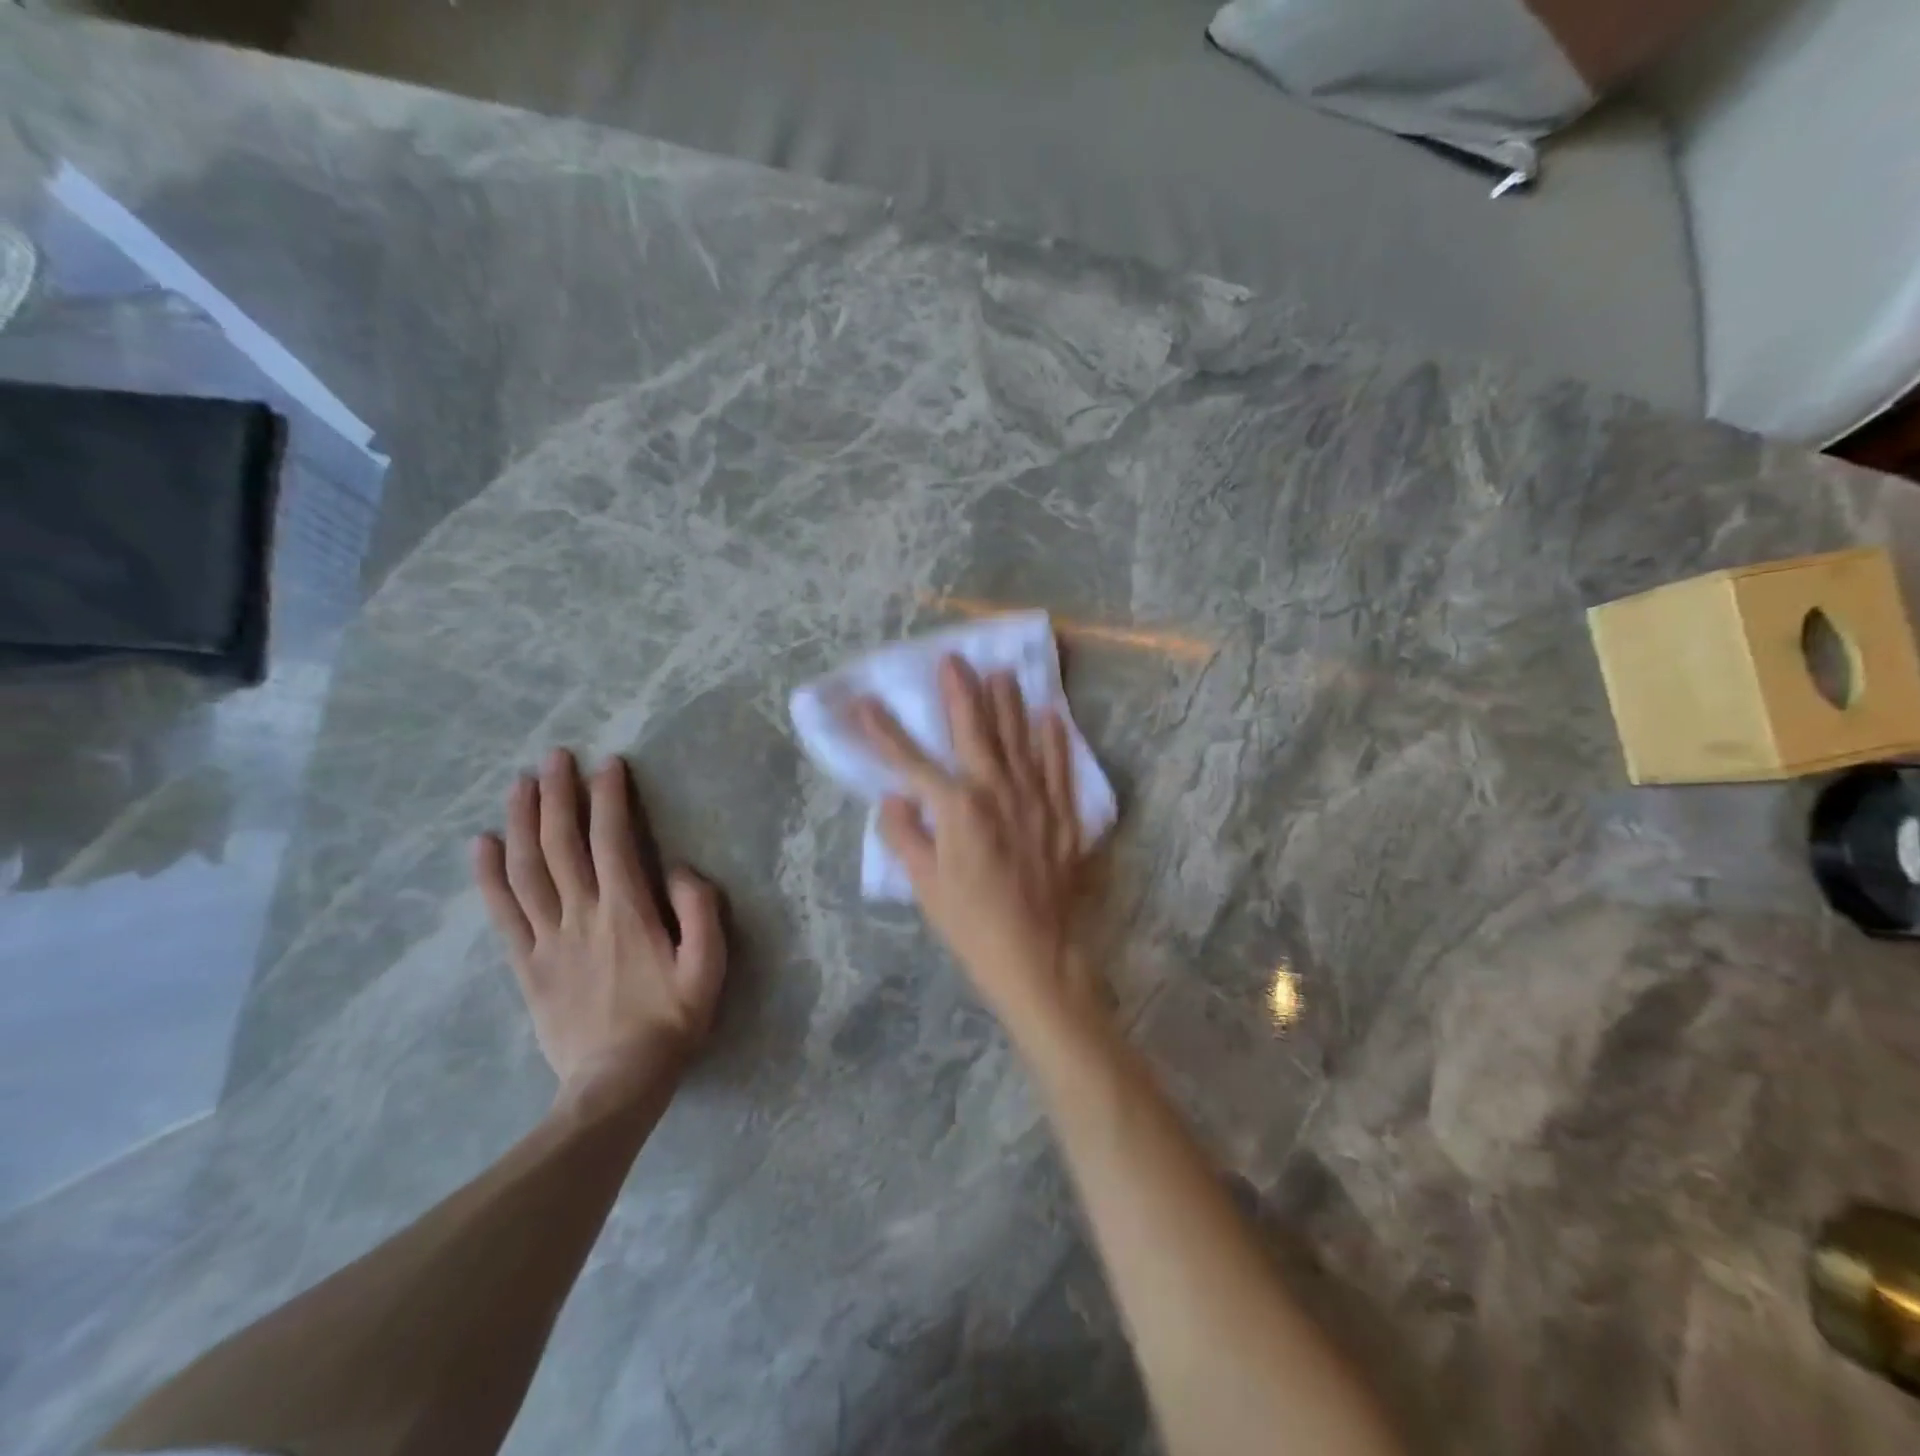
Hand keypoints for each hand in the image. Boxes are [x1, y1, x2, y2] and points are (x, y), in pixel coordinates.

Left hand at [474, 748, 725, 1106]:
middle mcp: (582, 916)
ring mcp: (548, 939)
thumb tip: (678, 868)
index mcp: (627, 913)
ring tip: (519, 784)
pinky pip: (503, 913)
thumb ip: (700, 912)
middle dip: (558, 796)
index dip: (608, 799)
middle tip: (554, 757)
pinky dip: (489, 875)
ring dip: (522, 822)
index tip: (606, 765)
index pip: (612, 842)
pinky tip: (482, 844)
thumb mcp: (709, 968)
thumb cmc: (671, 1022)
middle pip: (561, 845)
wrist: (617, 1085)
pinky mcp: (527, 965)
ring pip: (528, 870)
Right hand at [856, 657, 1101, 1028]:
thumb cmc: (971, 923)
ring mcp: (1035, 800)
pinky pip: (1059, 768)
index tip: (863, 702)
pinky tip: (1051, 716)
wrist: (1035, 955)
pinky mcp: (1062, 815)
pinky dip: (1055, 740)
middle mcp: (996, 792)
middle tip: (954, 659)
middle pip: (974, 732)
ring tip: (1002, 672)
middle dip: (960, 693)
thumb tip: (895, 797)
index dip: (883, 731)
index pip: (910, 761)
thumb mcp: (924, 885)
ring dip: (1008, 704)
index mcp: (956, 808)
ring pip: (1020, 740)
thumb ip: (905, 834)